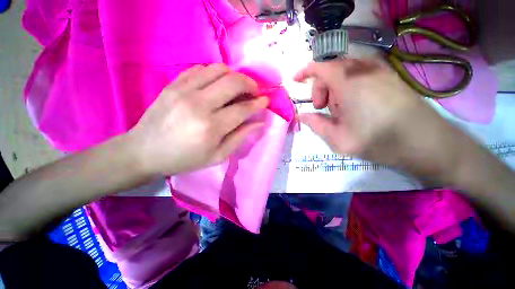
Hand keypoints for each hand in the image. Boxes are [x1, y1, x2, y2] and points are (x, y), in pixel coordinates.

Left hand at [128, 64, 268, 175]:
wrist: (144, 151)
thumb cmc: (185, 158)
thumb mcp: (217, 156)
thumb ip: (240, 137)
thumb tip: (259, 122)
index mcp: (211, 127)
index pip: (242, 109)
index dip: (258, 103)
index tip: (266, 100)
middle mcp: (199, 104)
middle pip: (233, 82)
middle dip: (250, 84)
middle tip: (254, 92)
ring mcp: (183, 90)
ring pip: (218, 69)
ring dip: (234, 76)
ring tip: (238, 87)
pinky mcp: (173, 84)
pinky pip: (200, 69)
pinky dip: (215, 73)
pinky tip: (218, 84)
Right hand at [294, 58, 460, 178]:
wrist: (426, 142)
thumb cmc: (378, 140)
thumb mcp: (338, 138)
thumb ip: (315, 124)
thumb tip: (301, 115)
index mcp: (348, 82)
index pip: (319, 66)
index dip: (304, 71)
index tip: (295, 81)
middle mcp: (364, 70)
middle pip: (331, 70)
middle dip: (321, 88)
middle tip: (324, 109)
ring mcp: (379, 71)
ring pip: (345, 72)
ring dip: (335, 89)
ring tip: (341, 111)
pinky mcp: (389, 76)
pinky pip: (359, 74)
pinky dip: (349, 86)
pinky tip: (356, 104)